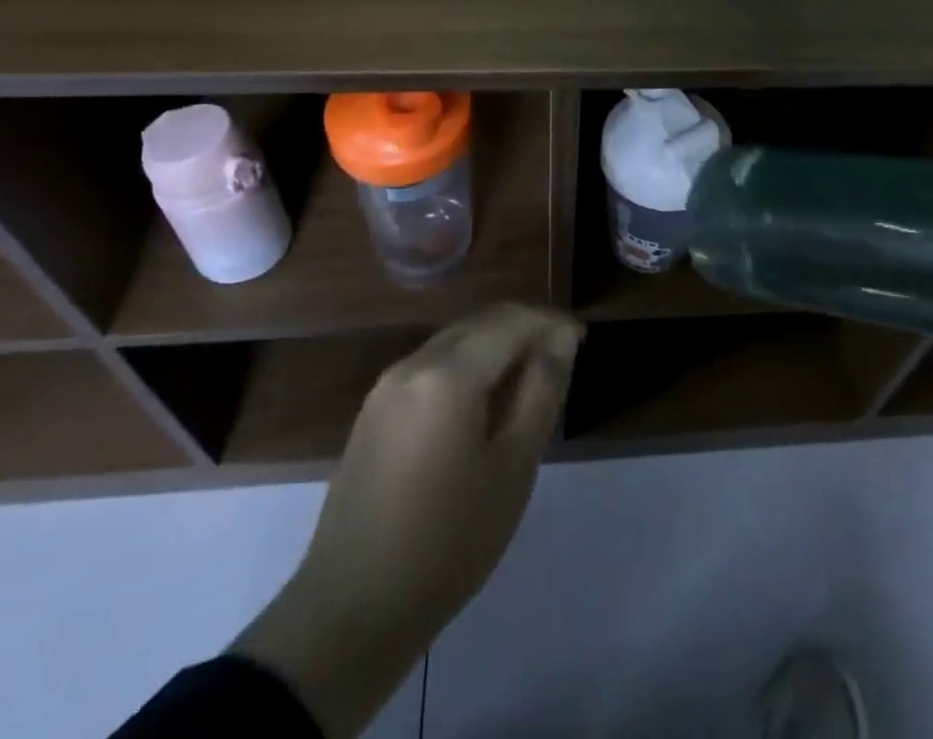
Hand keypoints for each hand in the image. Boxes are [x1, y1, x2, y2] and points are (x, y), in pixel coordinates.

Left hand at [235, 303, 581, 736]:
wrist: (352, 610)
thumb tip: (562, 337)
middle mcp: (414, 363)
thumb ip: (542, 390)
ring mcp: (387, 385)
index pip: (511, 321)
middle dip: (524, 327)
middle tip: (561, 355)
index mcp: (449, 373)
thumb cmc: (449, 541)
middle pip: (480, 322)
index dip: (549, 322)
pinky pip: (432, 364)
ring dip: (496, 343)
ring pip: (455, 340)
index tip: (580, 339)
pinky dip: (467, 364)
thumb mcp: (513, 466)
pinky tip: (484, 399)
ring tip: (529, 377)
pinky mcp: (374, 410)